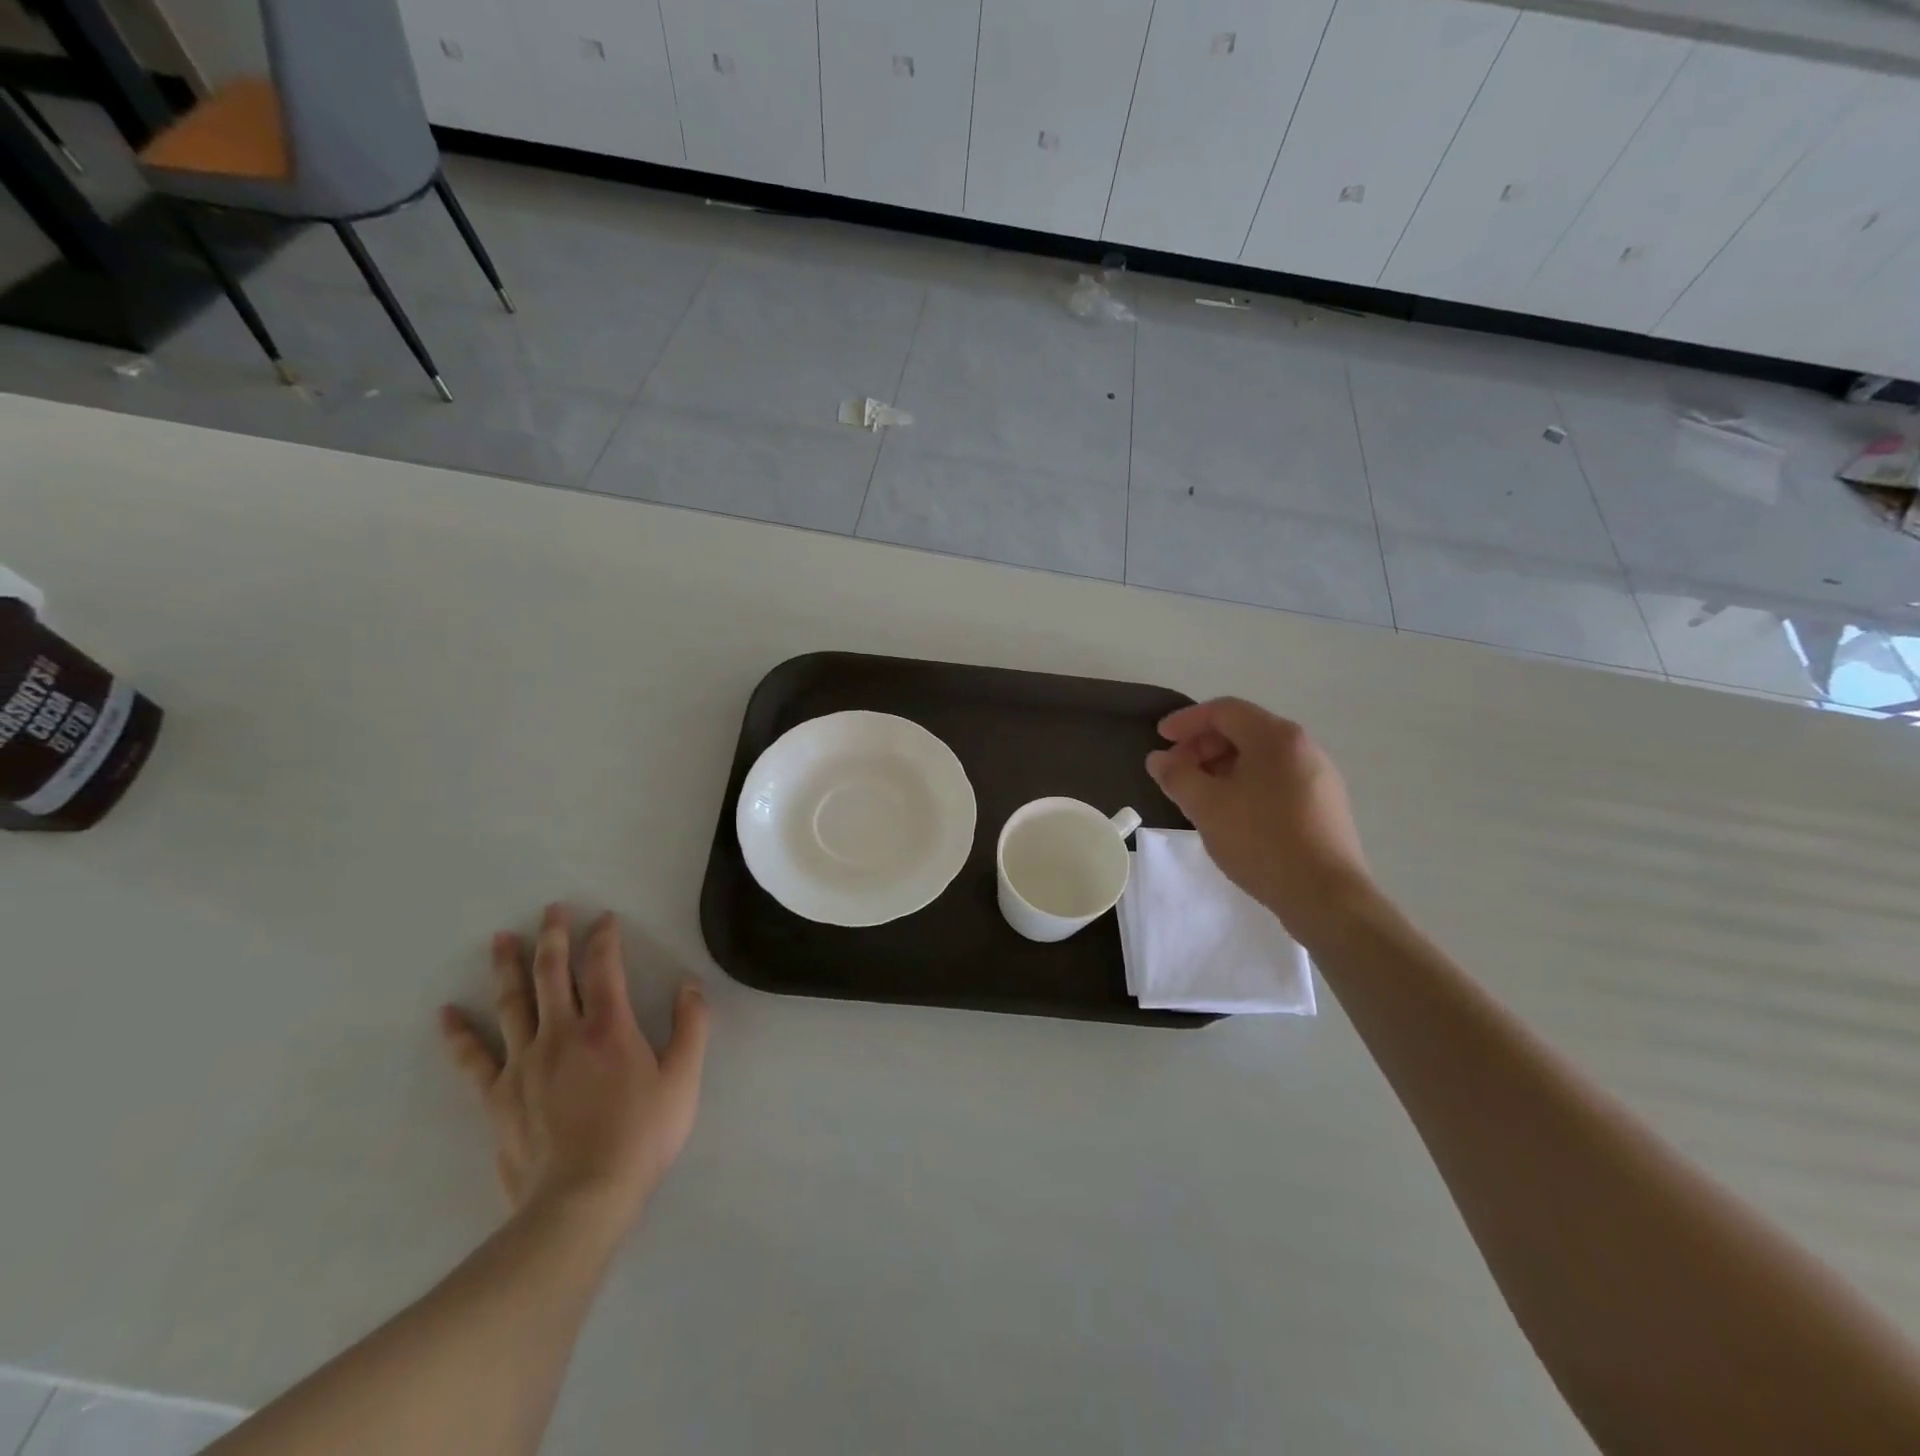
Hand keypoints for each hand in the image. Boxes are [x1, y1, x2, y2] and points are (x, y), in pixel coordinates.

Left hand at [439, 905, 709, 1233]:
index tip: (605, 918)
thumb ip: (691, 1027)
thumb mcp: (684, 1080)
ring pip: (512, 1002)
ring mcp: (524, 1063)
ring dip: (507, 966)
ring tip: (501, 938)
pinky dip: (459, 1033)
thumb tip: (689, 985)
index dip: (604, 937)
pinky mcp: (497, 1096)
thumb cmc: (641, 1136)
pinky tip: (448, 1013)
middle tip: (551, 908)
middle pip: (552, 973)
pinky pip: (473, 1058)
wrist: (581, 1200)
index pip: (604, 967)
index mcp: (608, 1027)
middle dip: (554, 936)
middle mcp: (562, 1033)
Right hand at [1146, 698, 1372, 935]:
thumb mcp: (1206, 806)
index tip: (1160, 738)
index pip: (1224, 711)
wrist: (1326, 896)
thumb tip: (1158, 758)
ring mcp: (1319, 776)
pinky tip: (1232, 814)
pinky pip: (1276, 780)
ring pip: (1260, 758)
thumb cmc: (1261, 840)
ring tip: (1199, 795)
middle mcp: (1303, 747)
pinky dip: (1246, 784)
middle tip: (1176, 771)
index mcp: (1276, 737)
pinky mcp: (1325, 805)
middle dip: (1202, 746)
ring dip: (1222, 767)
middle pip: (1243, 730)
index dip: (1186, 721)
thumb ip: (1176, 776)